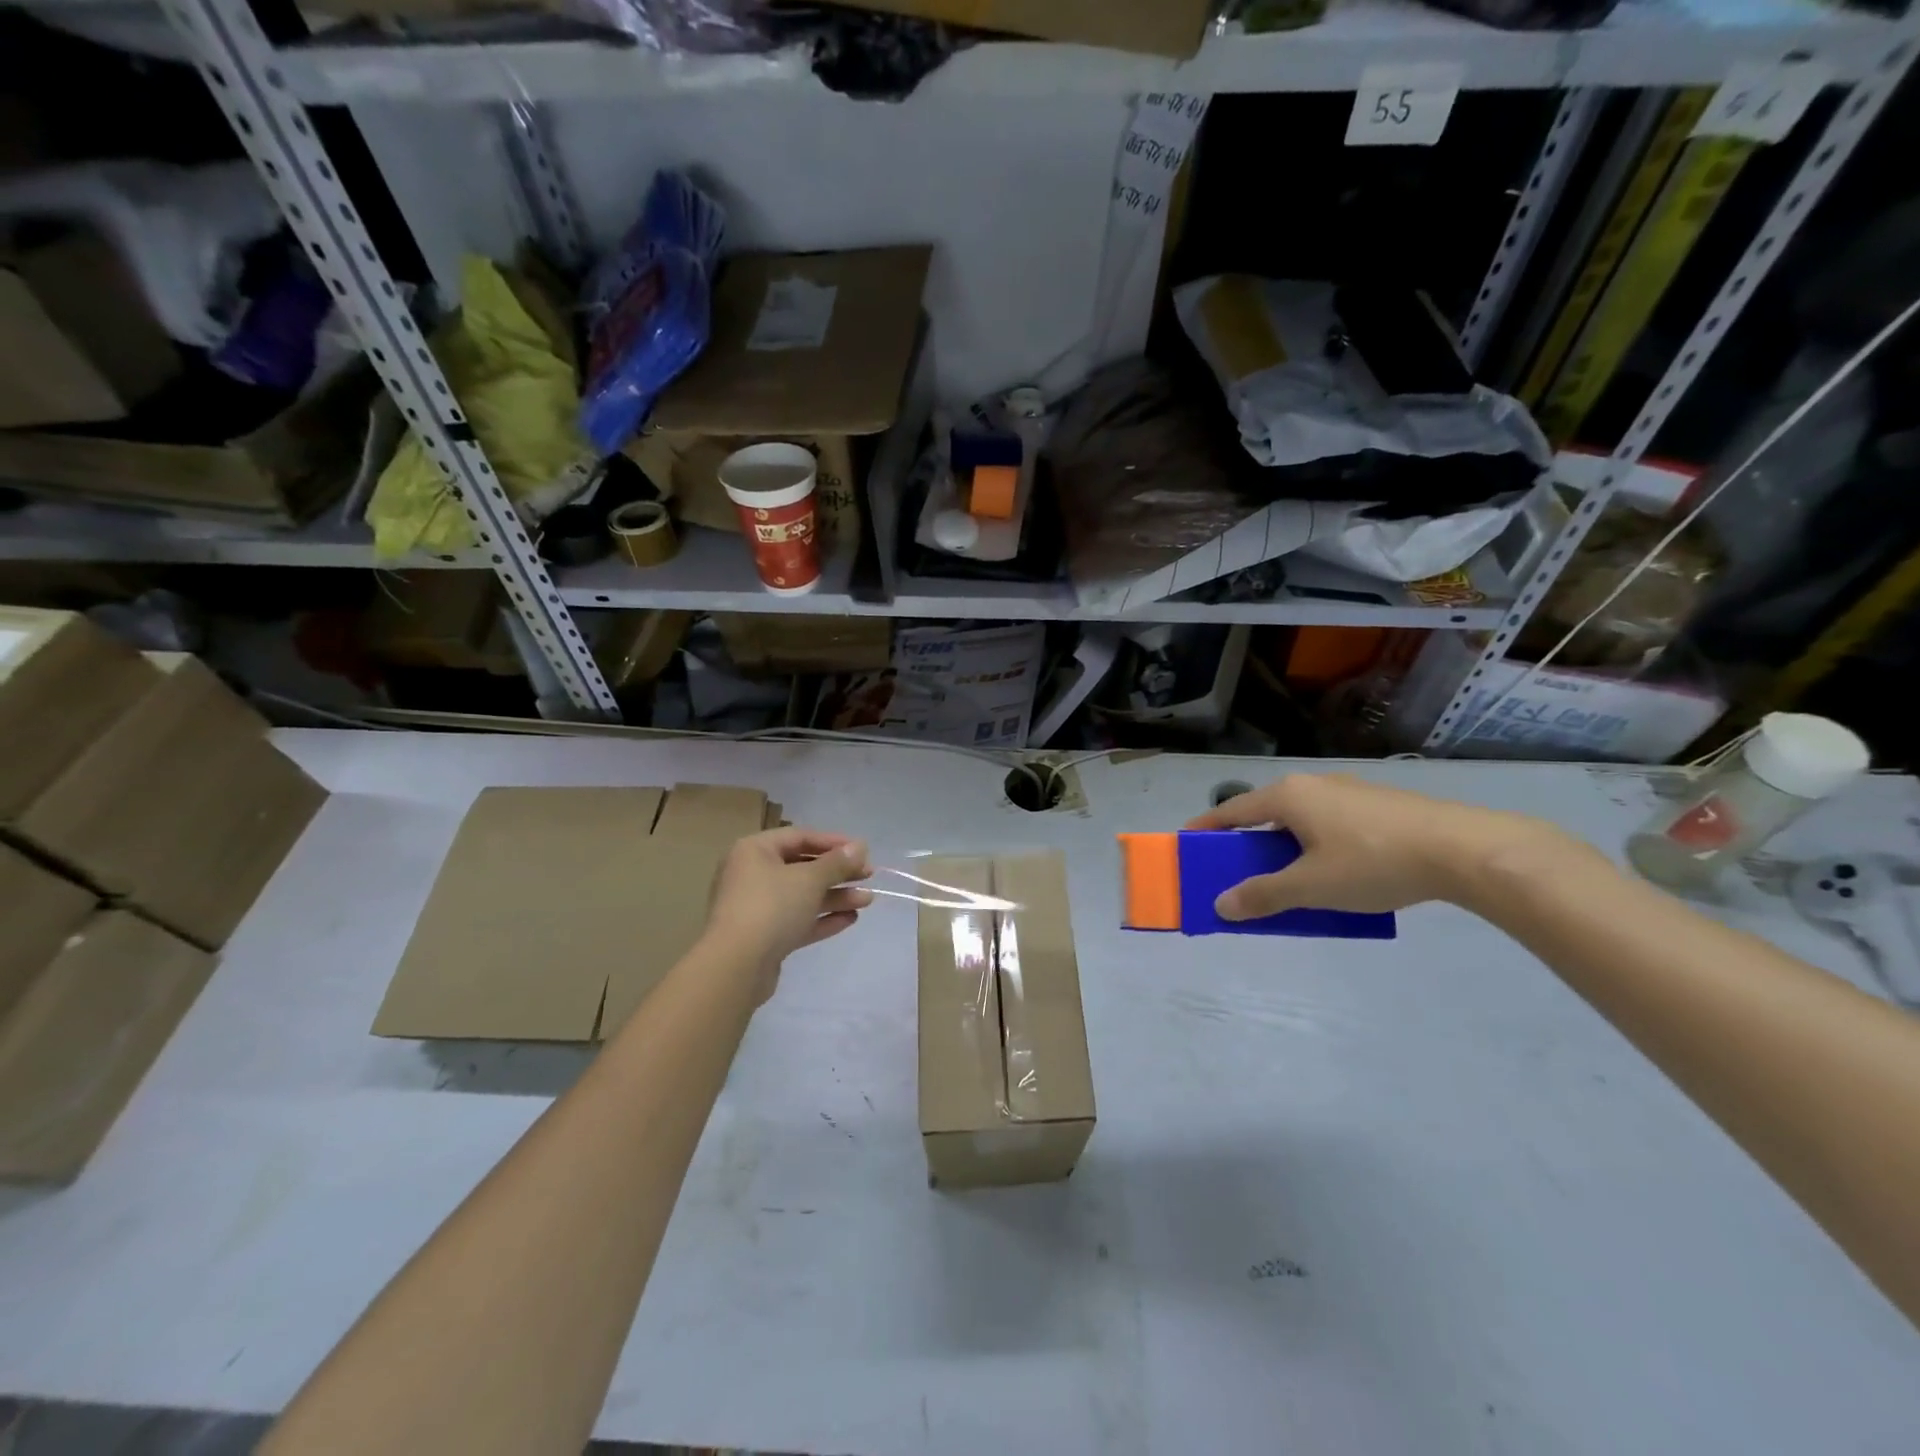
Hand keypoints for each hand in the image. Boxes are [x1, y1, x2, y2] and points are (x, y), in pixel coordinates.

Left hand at [704, 827, 872, 997]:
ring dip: (835, 896)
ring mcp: (757, 908)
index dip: (833, 842)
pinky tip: (851, 919)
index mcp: (754, 851)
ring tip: (867, 900)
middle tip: (868, 875)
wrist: (736, 967)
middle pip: (802, 867)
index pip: (799, 837)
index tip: (863, 850)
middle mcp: (752, 875)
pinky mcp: (764, 937)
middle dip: (838, 872)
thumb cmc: (771, 908)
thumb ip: (837, 862)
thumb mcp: (809, 879)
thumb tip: (860, 846)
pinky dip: (822, 918)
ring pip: (802, 896)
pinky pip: (797, 920)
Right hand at [1186, 773, 1561, 919]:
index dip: (1205, 829)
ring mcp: (1349, 792)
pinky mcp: (1379, 804)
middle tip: (1237, 872)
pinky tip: (1335, 874)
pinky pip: (1330, 824)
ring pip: (1300, 820)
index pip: (1231, 811)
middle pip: (1265, 814)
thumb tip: (1221, 905)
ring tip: (1288, 879)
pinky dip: (1315, 846)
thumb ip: (1263, 895)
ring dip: (1284, 848)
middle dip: (1247, 844)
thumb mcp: (1310, 887)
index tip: (1186, 844)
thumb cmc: (1373, 863)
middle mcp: (1313, 785)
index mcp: (1287, 797)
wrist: (1464, 849)